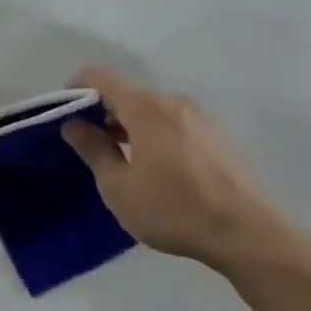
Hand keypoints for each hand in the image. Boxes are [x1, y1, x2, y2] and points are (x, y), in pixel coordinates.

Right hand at [62, 68, 310, 278]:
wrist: (245, 232)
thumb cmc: (172, 209)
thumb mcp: (118, 186)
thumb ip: (93, 149)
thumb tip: (73, 125)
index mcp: (146, 108)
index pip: (100, 78)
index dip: (76, 90)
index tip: (65, 116)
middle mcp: (174, 102)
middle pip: (129, 94)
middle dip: (104, 113)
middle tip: (91, 147)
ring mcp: (201, 118)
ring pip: (154, 111)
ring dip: (132, 126)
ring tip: (124, 162)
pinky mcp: (219, 137)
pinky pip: (176, 125)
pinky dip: (157, 136)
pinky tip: (160, 171)